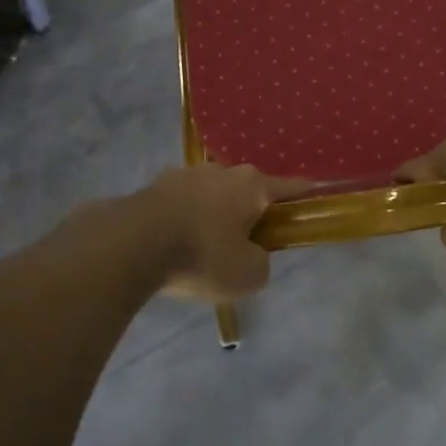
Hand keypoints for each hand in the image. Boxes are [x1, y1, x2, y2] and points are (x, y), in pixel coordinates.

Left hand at [131, 165, 305, 303]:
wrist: (133, 244)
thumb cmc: (203, 255)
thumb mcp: (248, 275)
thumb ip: (261, 263)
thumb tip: (252, 255)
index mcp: (252, 185)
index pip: (288, 187)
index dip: (302, 195)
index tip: (312, 196)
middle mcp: (222, 170)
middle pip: (246, 189)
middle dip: (249, 210)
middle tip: (246, 242)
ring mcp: (185, 174)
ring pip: (211, 194)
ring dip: (213, 213)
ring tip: (204, 246)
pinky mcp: (154, 186)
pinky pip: (180, 203)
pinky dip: (184, 219)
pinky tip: (175, 243)